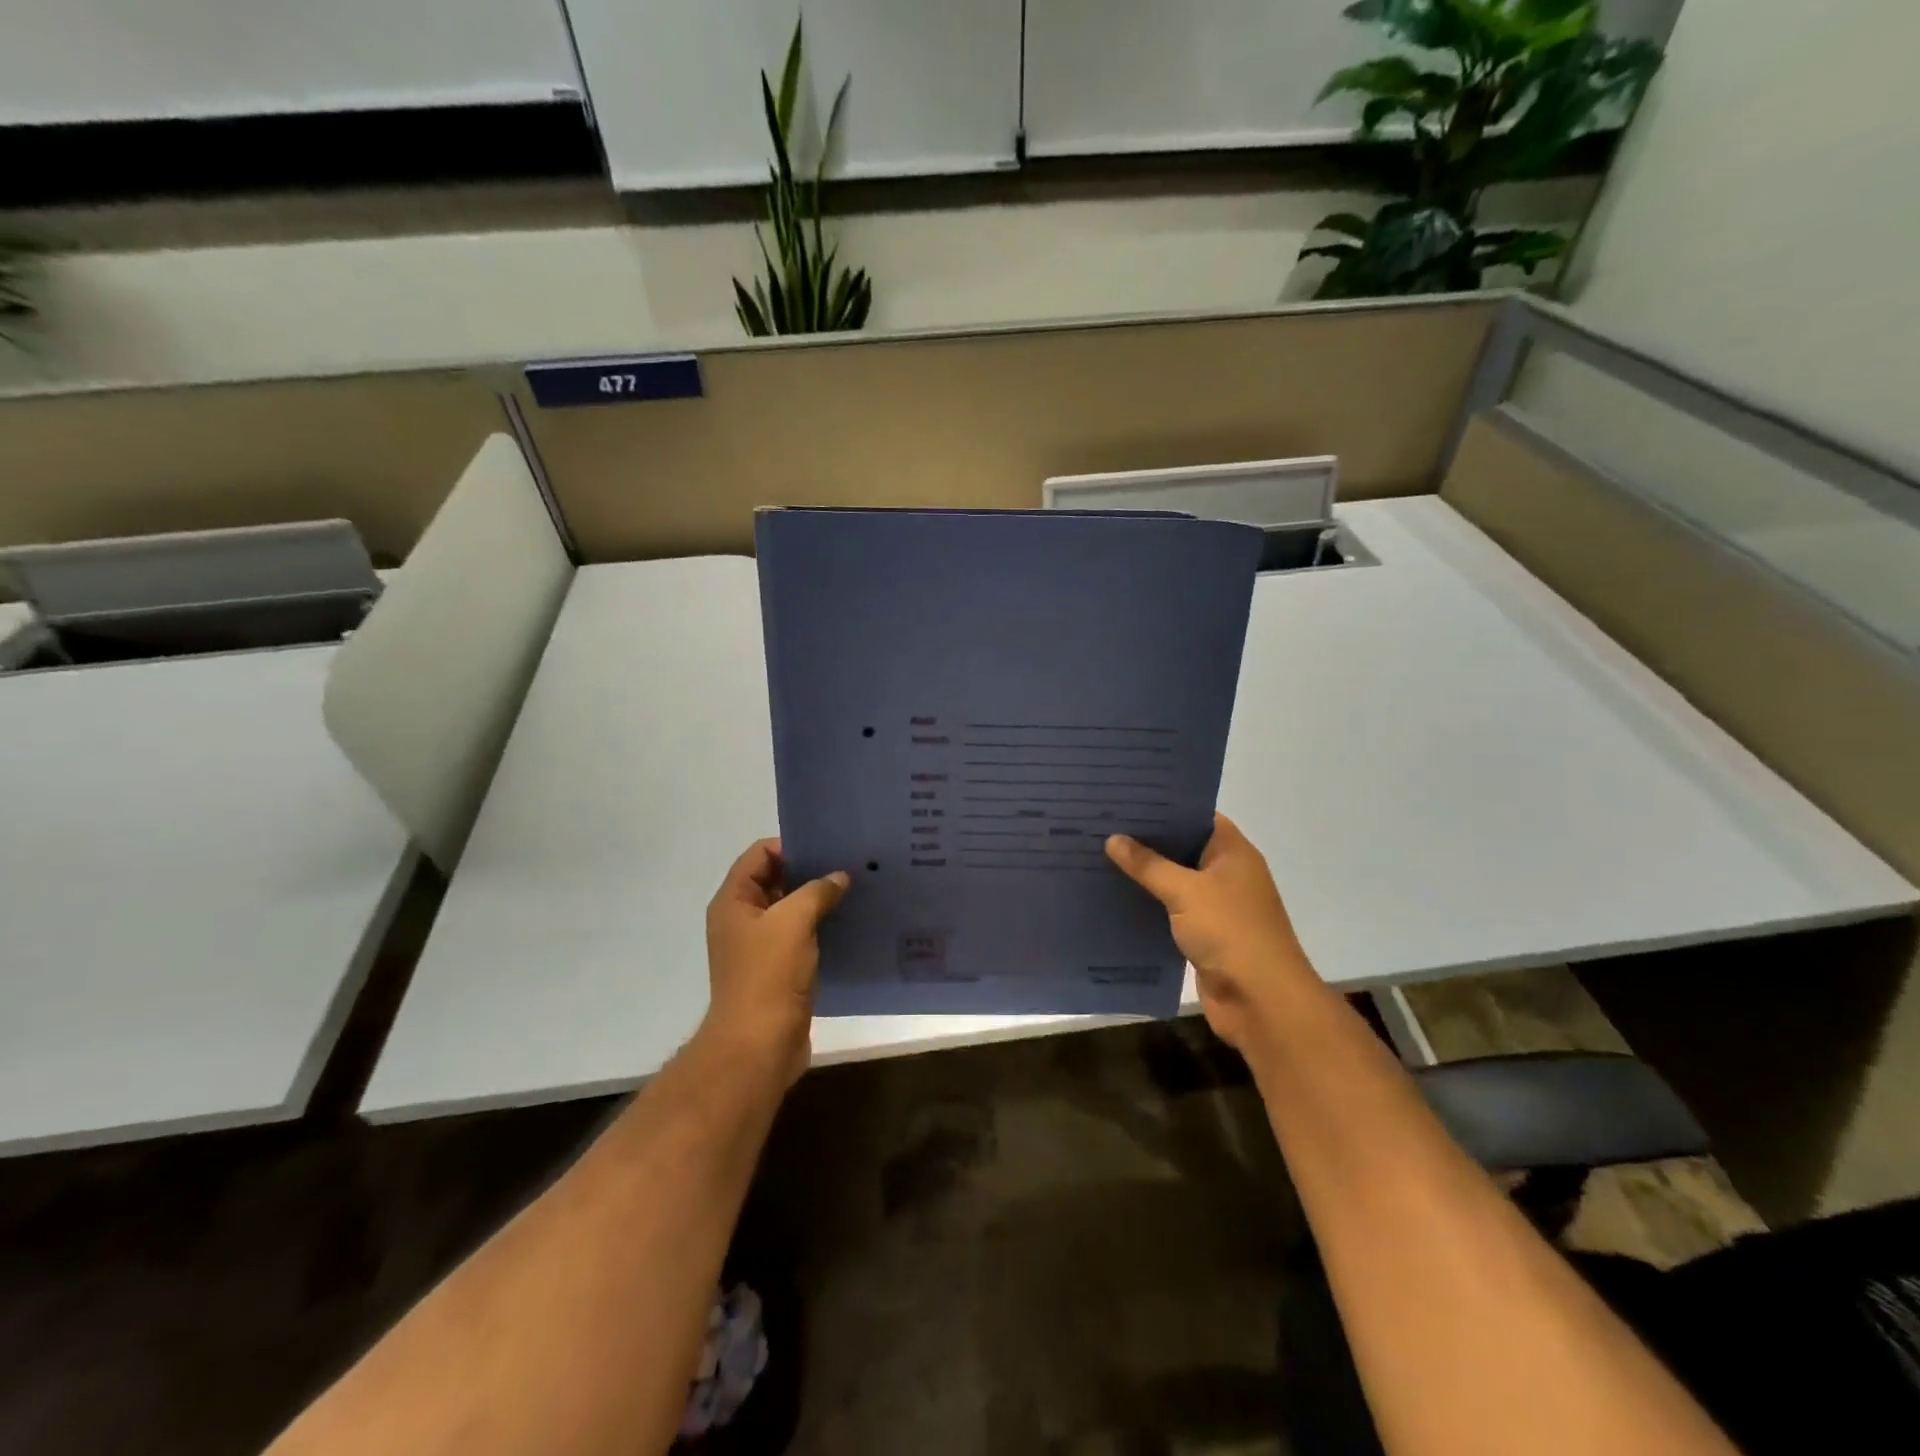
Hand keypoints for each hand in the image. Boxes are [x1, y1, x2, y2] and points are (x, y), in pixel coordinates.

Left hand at [703, 839, 849, 1086]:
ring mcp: (759, 947)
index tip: (828, 847)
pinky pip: (801, 937)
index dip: (791, 846)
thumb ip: (817, 891)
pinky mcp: (779, 970)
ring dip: (819, 901)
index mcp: (734, 901)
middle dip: (810, 872)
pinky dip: (821, 928)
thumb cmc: (769, 975)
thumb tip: (839, 877)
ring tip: (856, 890)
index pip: (759, 854)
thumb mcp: (793, 921)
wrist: (759, 1045)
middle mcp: (742, 920)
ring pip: (791, 910)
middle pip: (776, 880)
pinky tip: (850, 924)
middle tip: (849, 864)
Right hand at [1105, 813, 1317, 1052]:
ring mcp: (1217, 906)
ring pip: (1174, 881)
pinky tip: (1115, 898)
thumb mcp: (1185, 891)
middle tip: (1101, 825)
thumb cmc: (1230, 932)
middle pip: (1182, 848)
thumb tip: (1113, 838)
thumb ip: (1148, 865)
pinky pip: (1171, 911)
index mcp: (1232, 852)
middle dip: (1146, 841)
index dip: (1163, 807)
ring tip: (1099, 857)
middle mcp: (1227, 874)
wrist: (1262, 1001)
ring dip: (1144, 875)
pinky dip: (1149, 905)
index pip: (1196, 816)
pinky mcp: (1204, 935)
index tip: (1125, 800)